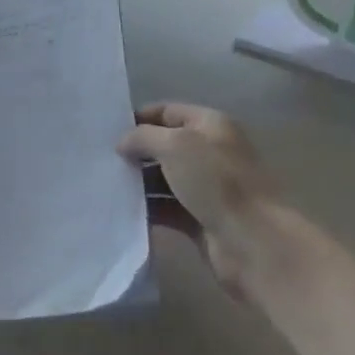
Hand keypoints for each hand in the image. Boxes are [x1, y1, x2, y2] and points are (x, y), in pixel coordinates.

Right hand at [118, 103, 278, 295]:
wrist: (254, 242)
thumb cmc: (217, 183)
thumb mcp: (175, 146)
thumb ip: (143, 137)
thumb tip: (123, 144)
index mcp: (211, 125)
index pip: (167, 111)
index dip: (139, 118)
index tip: (107, 132)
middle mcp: (210, 152)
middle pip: (164, 146)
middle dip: (135, 152)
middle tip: (100, 160)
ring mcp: (206, 188)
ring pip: (163, 179)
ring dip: (138, 183)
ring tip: (104, 186)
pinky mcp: (200, 219)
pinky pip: (166, 209)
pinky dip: (147, 209)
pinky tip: (121, 211)